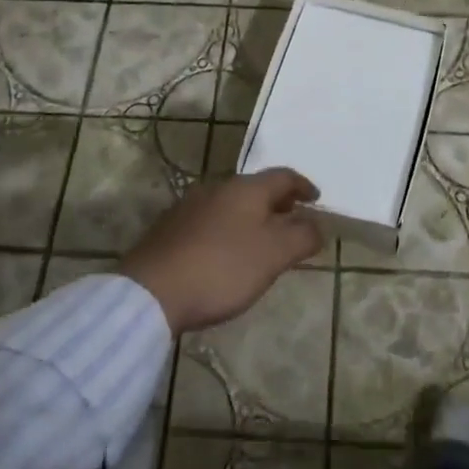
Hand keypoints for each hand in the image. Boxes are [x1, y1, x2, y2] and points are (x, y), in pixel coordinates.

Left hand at [119, 168, 322, 333]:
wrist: (151, 292)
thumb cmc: (222, 268)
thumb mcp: (273, 255)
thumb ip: (301, 237)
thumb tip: (317, 225)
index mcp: (246, 188)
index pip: (283, 176)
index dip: (303, 186)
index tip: (316, 199)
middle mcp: (218, 188)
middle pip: (256, 188)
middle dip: (277, 202)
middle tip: (292, 219)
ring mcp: (190, 206)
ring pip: (231, 204)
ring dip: (251, 217)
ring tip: (261, 240)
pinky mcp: (170, 229)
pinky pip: (210, 221)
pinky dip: (228, 230)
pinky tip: (226, 254)